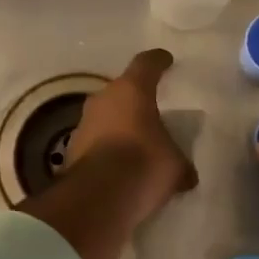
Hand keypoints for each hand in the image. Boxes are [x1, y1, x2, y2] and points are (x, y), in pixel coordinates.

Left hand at [64, 49, 196, 226]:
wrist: (97, 198)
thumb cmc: (143, 165)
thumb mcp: (174, 165)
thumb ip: (180, 163)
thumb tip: (186, 175)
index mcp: (132, 90)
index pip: (147, 64)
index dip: (158, 61)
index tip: (166, 60)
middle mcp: (103, 99)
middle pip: (122, 91)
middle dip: (136, 100)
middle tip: (151, 110)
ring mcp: (83, 123)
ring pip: (106, 116)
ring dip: (119, 126)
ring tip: (137, 143)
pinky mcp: (71, 149)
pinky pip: (95, 141)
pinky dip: (107, 149)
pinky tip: (120, 166)